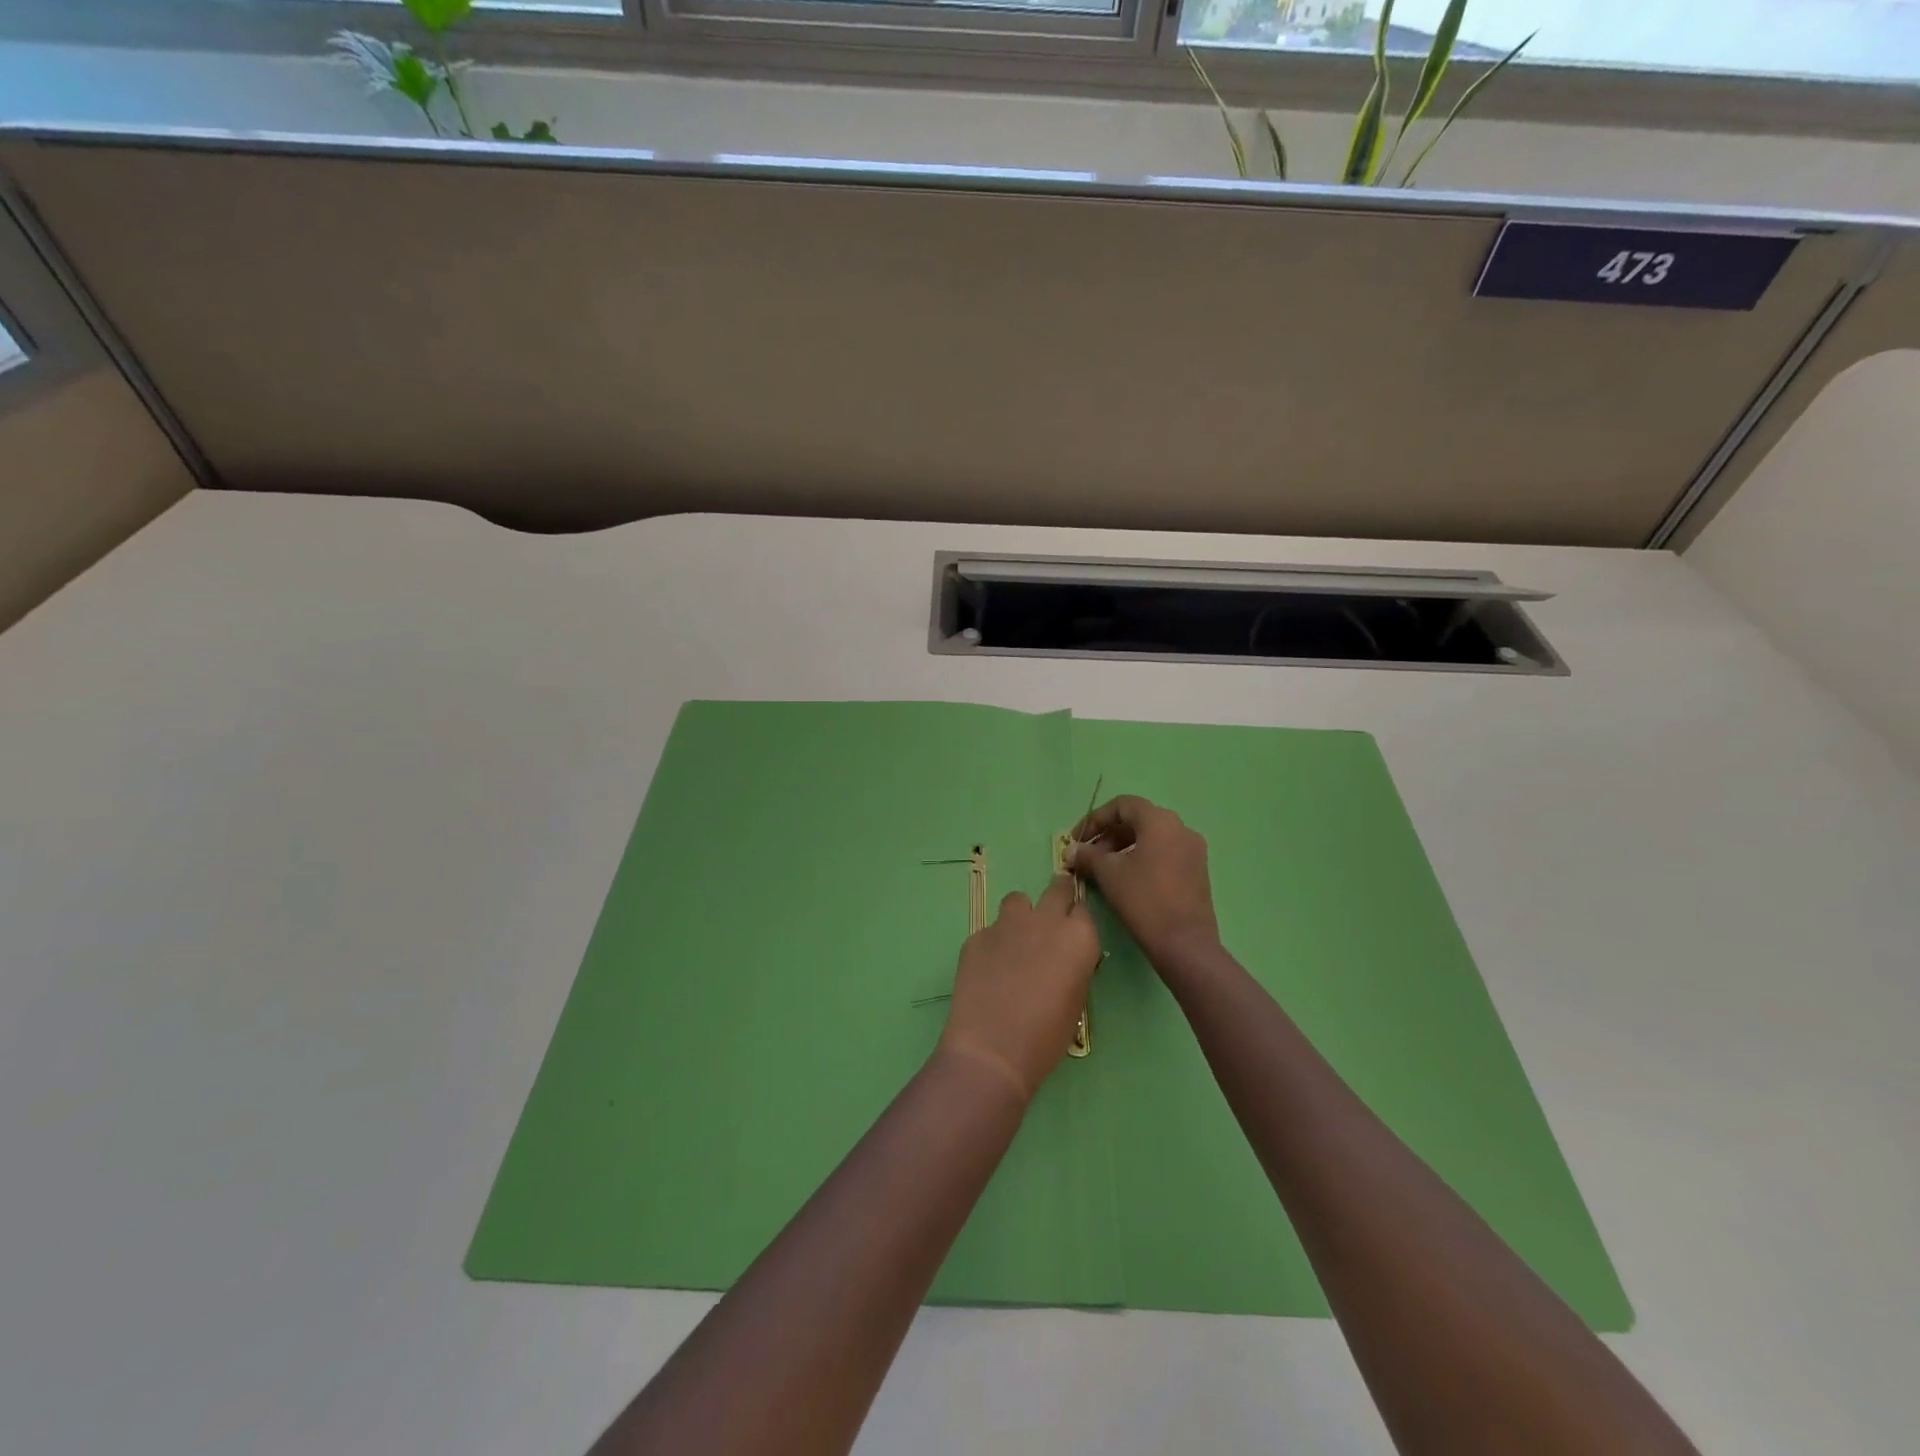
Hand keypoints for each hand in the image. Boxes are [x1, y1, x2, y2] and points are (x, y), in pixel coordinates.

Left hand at [936, 874, 1100, 1103]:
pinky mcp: (977, 935)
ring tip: (1016, 942)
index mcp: (1078, 937)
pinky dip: (994, 943)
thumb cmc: (1046, 1036)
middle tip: (1052, 917)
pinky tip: (989, 970)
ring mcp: (1008, 924)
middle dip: (1058, 896)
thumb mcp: (1076, 1001)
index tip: (1073, 934)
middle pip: (1057, 888)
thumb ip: (1073, 966)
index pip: (1084, 911)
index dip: (1077, 921)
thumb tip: (1064, 957)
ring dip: (1022, 915)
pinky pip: (991, 930)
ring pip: (1018, 900)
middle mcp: (1045, 920)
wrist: (992, 1048)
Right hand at [1068, 796, 1221, 973]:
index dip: (1095, 819)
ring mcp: (1193, 850)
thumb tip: (1072, 851)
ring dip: (1123, 847)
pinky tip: (1126, 879)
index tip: (1077, 839)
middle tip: (1088, 856)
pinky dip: (1142, 858)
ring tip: (1103, 869)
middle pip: (1138, 820)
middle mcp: (1181, 828)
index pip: (1122, 805)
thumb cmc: (1143, 900)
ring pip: (1151, 838)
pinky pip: (1164, 853)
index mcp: (1160, 821)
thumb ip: (1088, 856)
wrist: (1184, 944)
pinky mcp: (1197, 871)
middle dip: (1108, 835)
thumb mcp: (1108, 874)